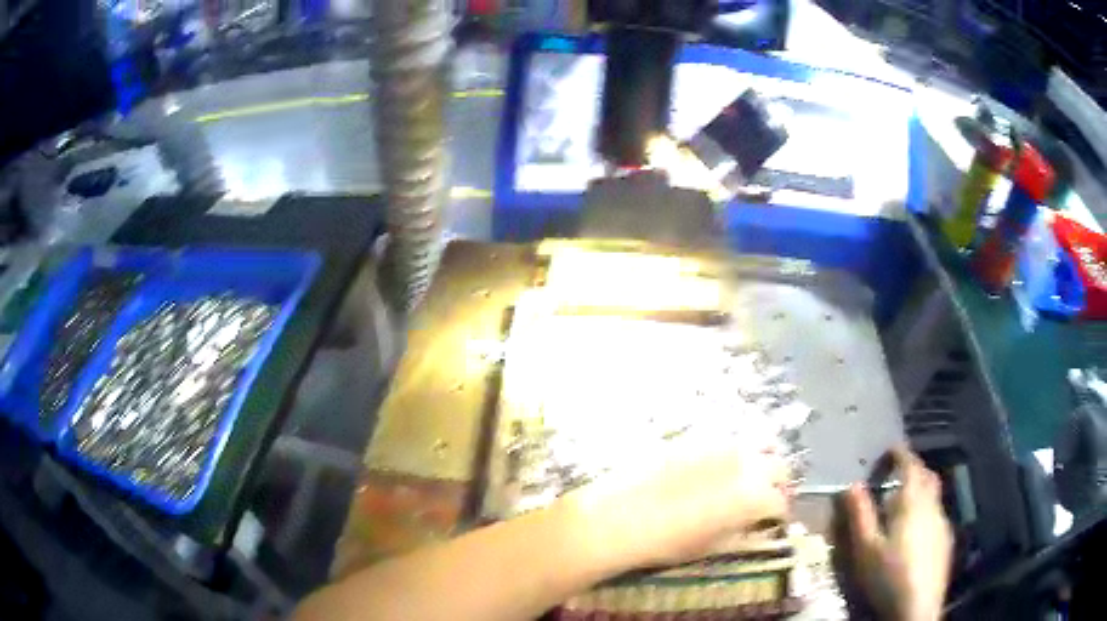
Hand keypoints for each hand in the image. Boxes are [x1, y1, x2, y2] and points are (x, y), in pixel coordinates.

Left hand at [559, 427, 789, 569]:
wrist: (620, 517)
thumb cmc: (667, 543)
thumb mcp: (712, 547)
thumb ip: (744, 533)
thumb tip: (759, 528)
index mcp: (754, 496)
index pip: (780, 503)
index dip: (778, 514)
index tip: (772, 520)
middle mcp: (747, 463)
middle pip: (779, 467)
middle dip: (778, 483)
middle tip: (767, 497)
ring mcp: (722, 444)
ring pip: (760, 442)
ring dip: (763, 459)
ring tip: (749, 476)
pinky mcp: (699, 435)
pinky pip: (729, 437)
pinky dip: (735, 450)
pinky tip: (719, 465)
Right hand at [842, 447, 953, 620]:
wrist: (918, 606)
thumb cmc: (888, 575)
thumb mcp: (865, 548)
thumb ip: (859, 515)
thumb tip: (852, 484)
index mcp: (913, 502)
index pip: (911, 464)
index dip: (901, 453)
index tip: (890, 449)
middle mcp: (933, 505)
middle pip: (928, 476)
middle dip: (914, 469)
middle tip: (896, 475)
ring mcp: (943, 523)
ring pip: (934, 497)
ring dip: (920, 493)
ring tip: (901, 508)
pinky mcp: (947, 541)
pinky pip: (937, 515)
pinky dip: (926, 512)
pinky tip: (914, 534)